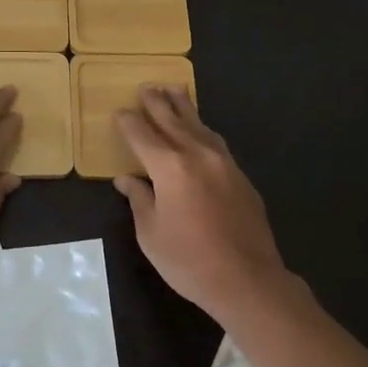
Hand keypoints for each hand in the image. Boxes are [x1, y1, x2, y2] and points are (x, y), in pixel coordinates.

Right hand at [114, 86, 289, 320]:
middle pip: (173, 120)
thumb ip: (139, 199)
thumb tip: (127, 179)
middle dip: (157, 103)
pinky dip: (202, 130)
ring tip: (175, 91)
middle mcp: (197, 154)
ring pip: (199, 125)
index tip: (120, 112)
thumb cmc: (189, 260)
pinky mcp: (241, 176)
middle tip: (146, 87)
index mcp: (169, 166)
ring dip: (184, 107)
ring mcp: (224, 163)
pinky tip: (200, 131)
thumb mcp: (151, 233)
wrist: (247, 279)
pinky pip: (216, 142)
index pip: (142, 135)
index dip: (129, 122)